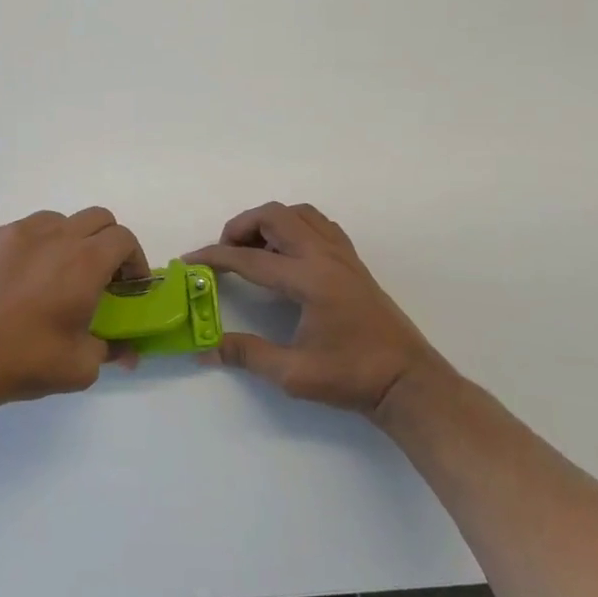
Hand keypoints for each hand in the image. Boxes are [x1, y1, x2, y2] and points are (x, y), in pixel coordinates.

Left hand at [0, 207, 148, 414]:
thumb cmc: (27, 362)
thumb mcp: (82, 366)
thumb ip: (112, 349)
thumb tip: (127, 352)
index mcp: (84, 262)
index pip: (123, 238)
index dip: (133, 259)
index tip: (128, 285)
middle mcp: (53, 236)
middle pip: (96, 218)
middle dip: (107, 242)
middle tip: (100, 276)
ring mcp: (15, 232)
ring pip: (56, 220)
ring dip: (68, 240)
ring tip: (56, 275)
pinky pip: (20, 231)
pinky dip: (31, 247)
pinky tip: (18, 280)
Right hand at [186, 202, 441, 423]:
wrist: (408, 383)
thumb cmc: (353, 377)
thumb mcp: (293, 373)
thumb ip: (246, 355)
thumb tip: (205, 350)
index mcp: (309, 280)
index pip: (250, 259)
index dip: (214, 257)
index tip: (189, 261)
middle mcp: (325, 257)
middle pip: (275, 216)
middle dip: (241, 226)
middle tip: (224, 252)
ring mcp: (343, 255)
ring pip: (299, 214)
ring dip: (269, 222)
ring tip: (253, 249)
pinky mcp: (353, 262)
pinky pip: (319, 225)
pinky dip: (294, 227)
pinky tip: (286, 253)